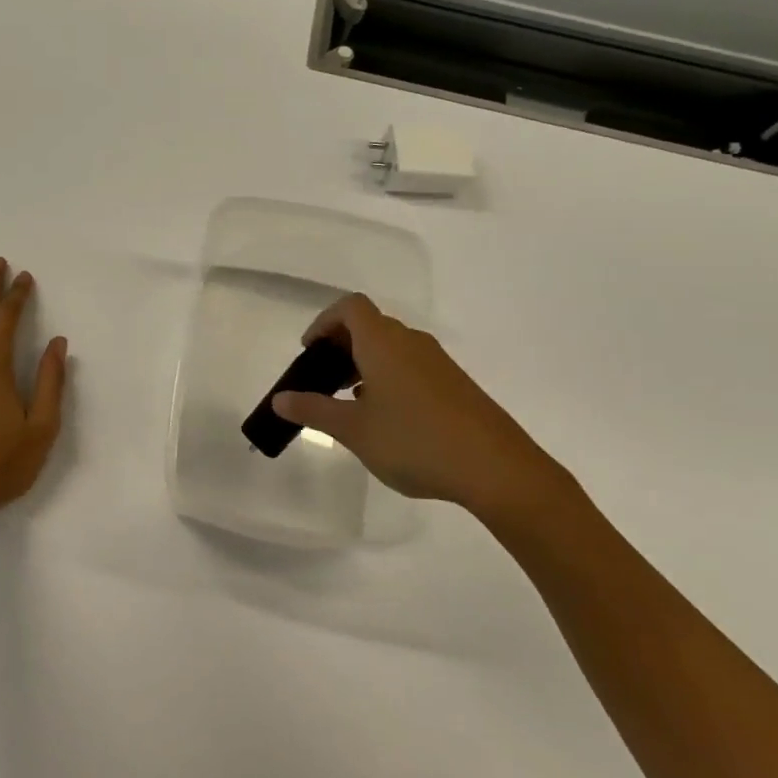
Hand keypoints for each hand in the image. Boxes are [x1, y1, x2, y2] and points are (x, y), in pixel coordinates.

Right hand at [272, 294, 580, 520]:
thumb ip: (314, 410)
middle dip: (340, 346)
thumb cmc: (415, 441)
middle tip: (323, 382)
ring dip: (364, 364)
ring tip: (350, 404)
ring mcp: (438, 363)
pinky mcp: (455, 385)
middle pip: (369, 325)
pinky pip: (411, 367)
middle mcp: (411, 342)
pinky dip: (388, 378)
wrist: (497, 469)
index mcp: (384, 343)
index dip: (324, 322)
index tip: (309, 352)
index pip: (350, 307)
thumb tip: (280, 398)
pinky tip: (387, 419)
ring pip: (391, 348)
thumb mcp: (354, 430)